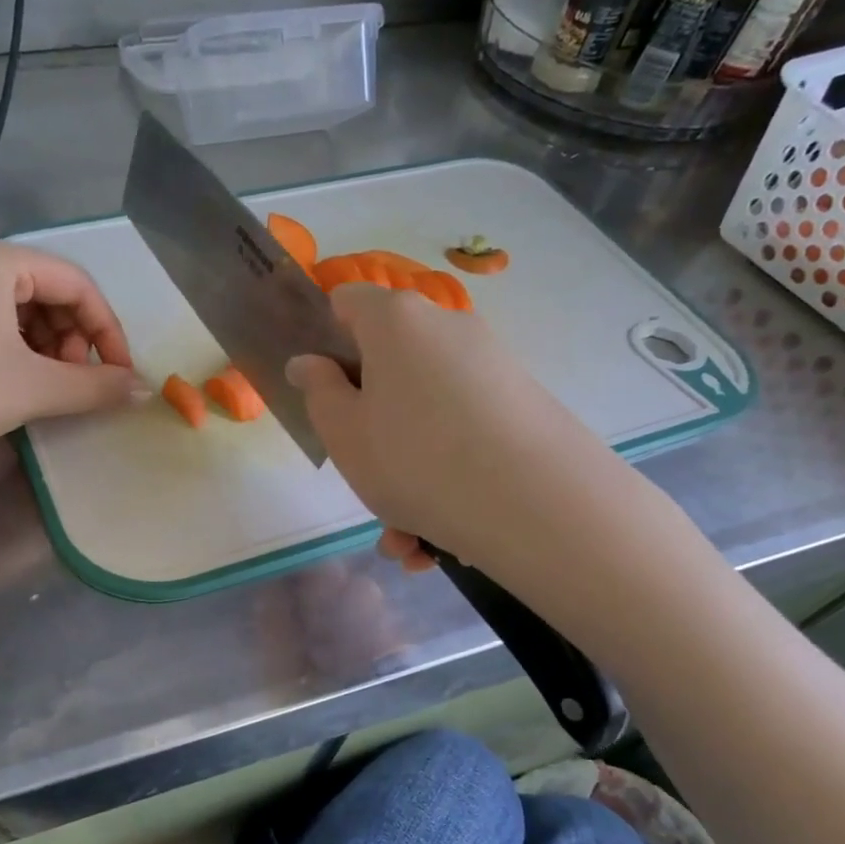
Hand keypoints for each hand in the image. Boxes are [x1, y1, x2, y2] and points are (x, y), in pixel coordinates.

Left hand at [0, 234, 142, 514]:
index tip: (119, 375)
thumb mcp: (35, 388)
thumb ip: (97, 386)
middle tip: (76, 384)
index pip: (77, 283)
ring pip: (20, 309)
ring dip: (47, 348)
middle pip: (49, 292)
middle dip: (73, 340)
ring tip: (47, 388)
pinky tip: (15, 382)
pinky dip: (16, 349)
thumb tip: (144, 390)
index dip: (107, 331)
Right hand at [286, 284, 704, 651]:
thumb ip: (318, 392)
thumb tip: (308, 362)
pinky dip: (446, 480)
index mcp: (396, 323)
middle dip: (371, 427)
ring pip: (426, 415)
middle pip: (390, 367)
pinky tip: (439, 540)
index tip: (322, 390)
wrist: (536, 504)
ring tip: (406, 541)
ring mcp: (491, 365)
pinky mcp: (523, 405)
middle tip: (366, 479)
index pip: (347, 302)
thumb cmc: (414, 460)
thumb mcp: (344, 433)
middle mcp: (447, 329)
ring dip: (406, 474)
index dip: (326, 338)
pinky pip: (464, 436)